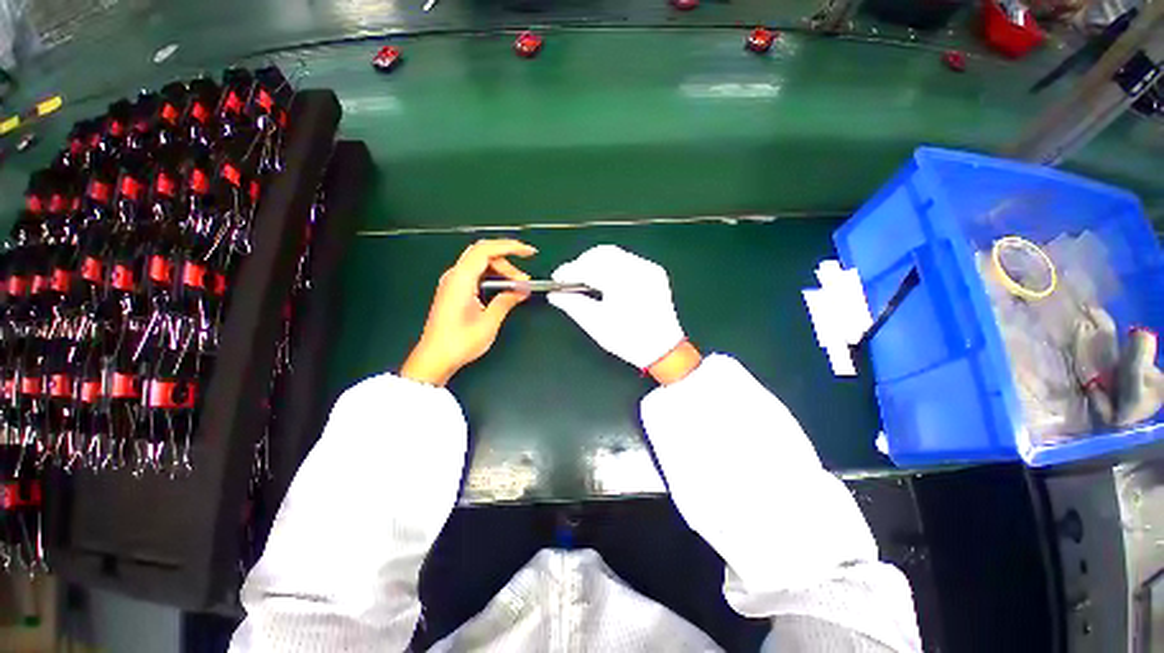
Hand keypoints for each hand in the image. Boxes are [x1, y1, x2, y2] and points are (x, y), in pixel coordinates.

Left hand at [401, 239, 536, 385]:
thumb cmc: (459, 342)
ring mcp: (452, 282)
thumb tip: (521, 290)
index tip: (528, 252)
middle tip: (524, 281)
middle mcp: (454, 276)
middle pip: (483, 254)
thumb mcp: (488, 322)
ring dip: (501, 271)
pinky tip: (502, 289)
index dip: (510, 246)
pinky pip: (475, 273)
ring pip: (480, 263)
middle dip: (507, 263)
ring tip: (517, 287)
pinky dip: (492, 276)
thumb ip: (506, 301)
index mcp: (461, 280)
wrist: (435, 358)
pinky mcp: (453, 290)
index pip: (486, 250)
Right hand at [549, 245, 699, 383]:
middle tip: (570, 279)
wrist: (664, 349)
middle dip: (582, 264)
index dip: (570, 271)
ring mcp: (649, 268)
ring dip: (596, 262)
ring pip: (615, 254)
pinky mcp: (653, 271)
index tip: (557, 279)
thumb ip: (572, 305)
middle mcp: (639, 269)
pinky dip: (611, 265)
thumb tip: (555, 294)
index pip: (590, 267)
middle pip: (602, 253)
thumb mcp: (596, 324)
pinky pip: (626, 260)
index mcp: (624, 282)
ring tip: (585, 280)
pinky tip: (604, 279)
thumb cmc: (628, 340)